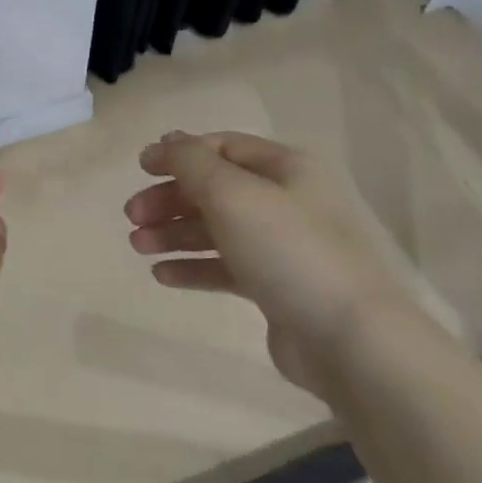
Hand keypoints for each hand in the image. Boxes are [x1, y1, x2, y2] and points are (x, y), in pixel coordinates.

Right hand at [124, 130, 417, 394]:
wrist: (350, 340)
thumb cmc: (288, 250)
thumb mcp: (232, 193)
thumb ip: (191, 163)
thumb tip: (165, 142)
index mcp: (285, 168)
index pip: (223, 147)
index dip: (179, 153)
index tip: (140, 169)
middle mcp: (285, 201)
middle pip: (215, 189)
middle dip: (170, 198)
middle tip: (132, 216)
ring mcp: (281, 246)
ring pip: (216, 229)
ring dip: (174, 233)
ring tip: (138, 246)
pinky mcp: (275, 288)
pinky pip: (225, 267)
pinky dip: (193, 266)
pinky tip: (162, 274)